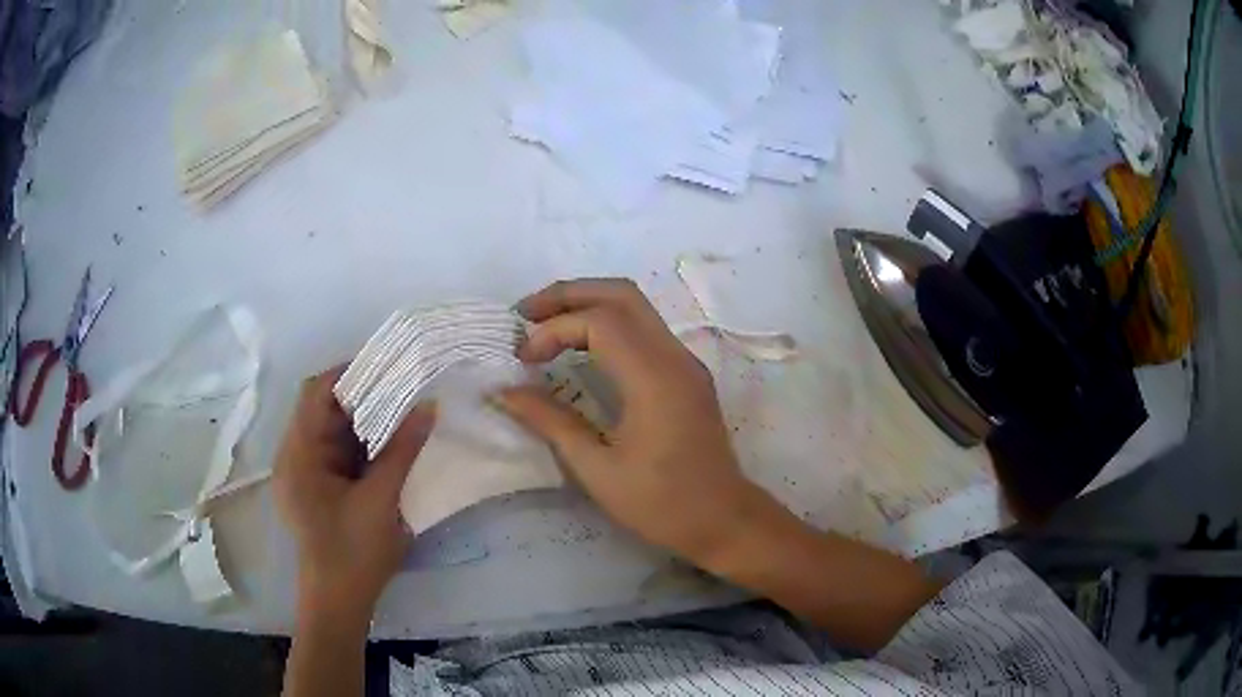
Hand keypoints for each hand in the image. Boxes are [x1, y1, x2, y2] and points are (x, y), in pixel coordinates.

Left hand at [274, 366, 435, 622]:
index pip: (316, 393)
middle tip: (404, 389)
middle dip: (363, 398)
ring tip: (402, 412)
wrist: (339, 601)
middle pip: (324, 410)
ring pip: (333, 431)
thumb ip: (402, 450)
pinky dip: (362, 445)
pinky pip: (338, 453)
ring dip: (365, 422)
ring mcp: (305, 473)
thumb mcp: (381, 499)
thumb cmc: (354, 551)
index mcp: (299, 454)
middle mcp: (295, 456)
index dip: (349, 373)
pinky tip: (389, 445)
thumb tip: (428, 406)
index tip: (388, 366)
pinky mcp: (317, 488)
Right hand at [497, 279, 770, 567]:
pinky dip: (608, 323)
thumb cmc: (660, 503)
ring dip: (588, 304)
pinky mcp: (687, 373)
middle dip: (569, 294)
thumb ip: (550, 422)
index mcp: (654, 378)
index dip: (554, 329)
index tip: (524, 360)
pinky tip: (581, 347)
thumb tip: (504, 392)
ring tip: (545, 324)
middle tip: (526, 314)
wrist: (723, 520)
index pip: (599, 321)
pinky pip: (645, 329)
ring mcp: (685, 362)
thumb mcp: (597, 468)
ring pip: (636, 306)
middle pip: (621, 294)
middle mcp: (674, 356)